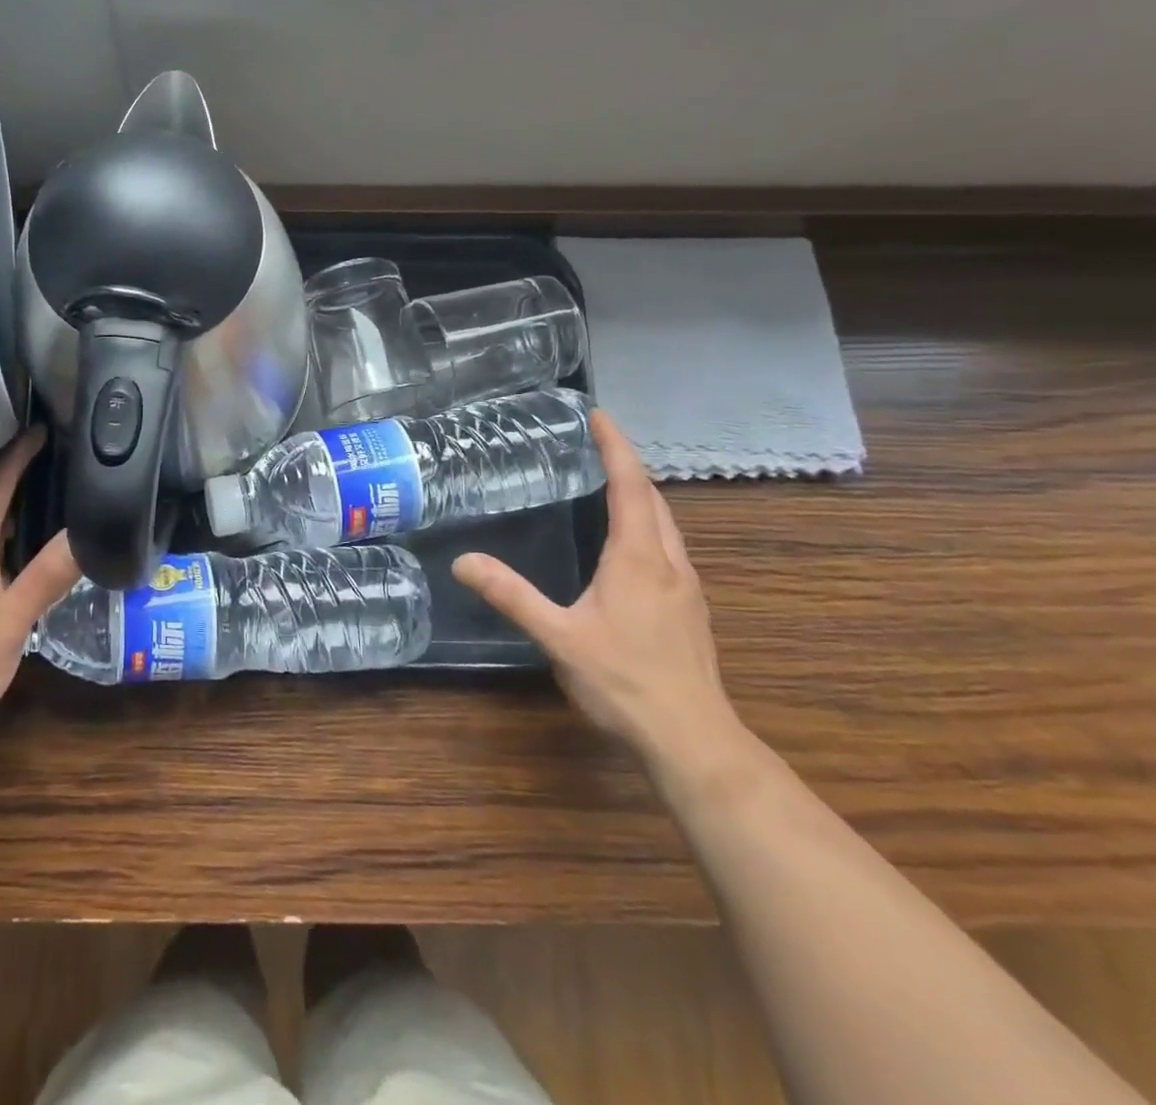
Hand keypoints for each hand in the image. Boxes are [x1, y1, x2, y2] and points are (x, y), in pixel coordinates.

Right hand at [451, 410, 737, 767]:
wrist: (692, 740)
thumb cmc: (624, 681)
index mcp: (637, 558)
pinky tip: (629, 545)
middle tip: (596, 444)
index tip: (599, 415)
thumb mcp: (558, 636)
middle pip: (653, 499)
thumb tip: (463, 561)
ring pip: (666, 524)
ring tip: (610, 483)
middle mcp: (668, 562)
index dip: (615, 446)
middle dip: (628, 465)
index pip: (630, 486)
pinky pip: (668, 547)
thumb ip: (511, 596)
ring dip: (641, 495)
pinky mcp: (689, 609)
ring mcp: (685, 587)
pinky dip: (647, 524)